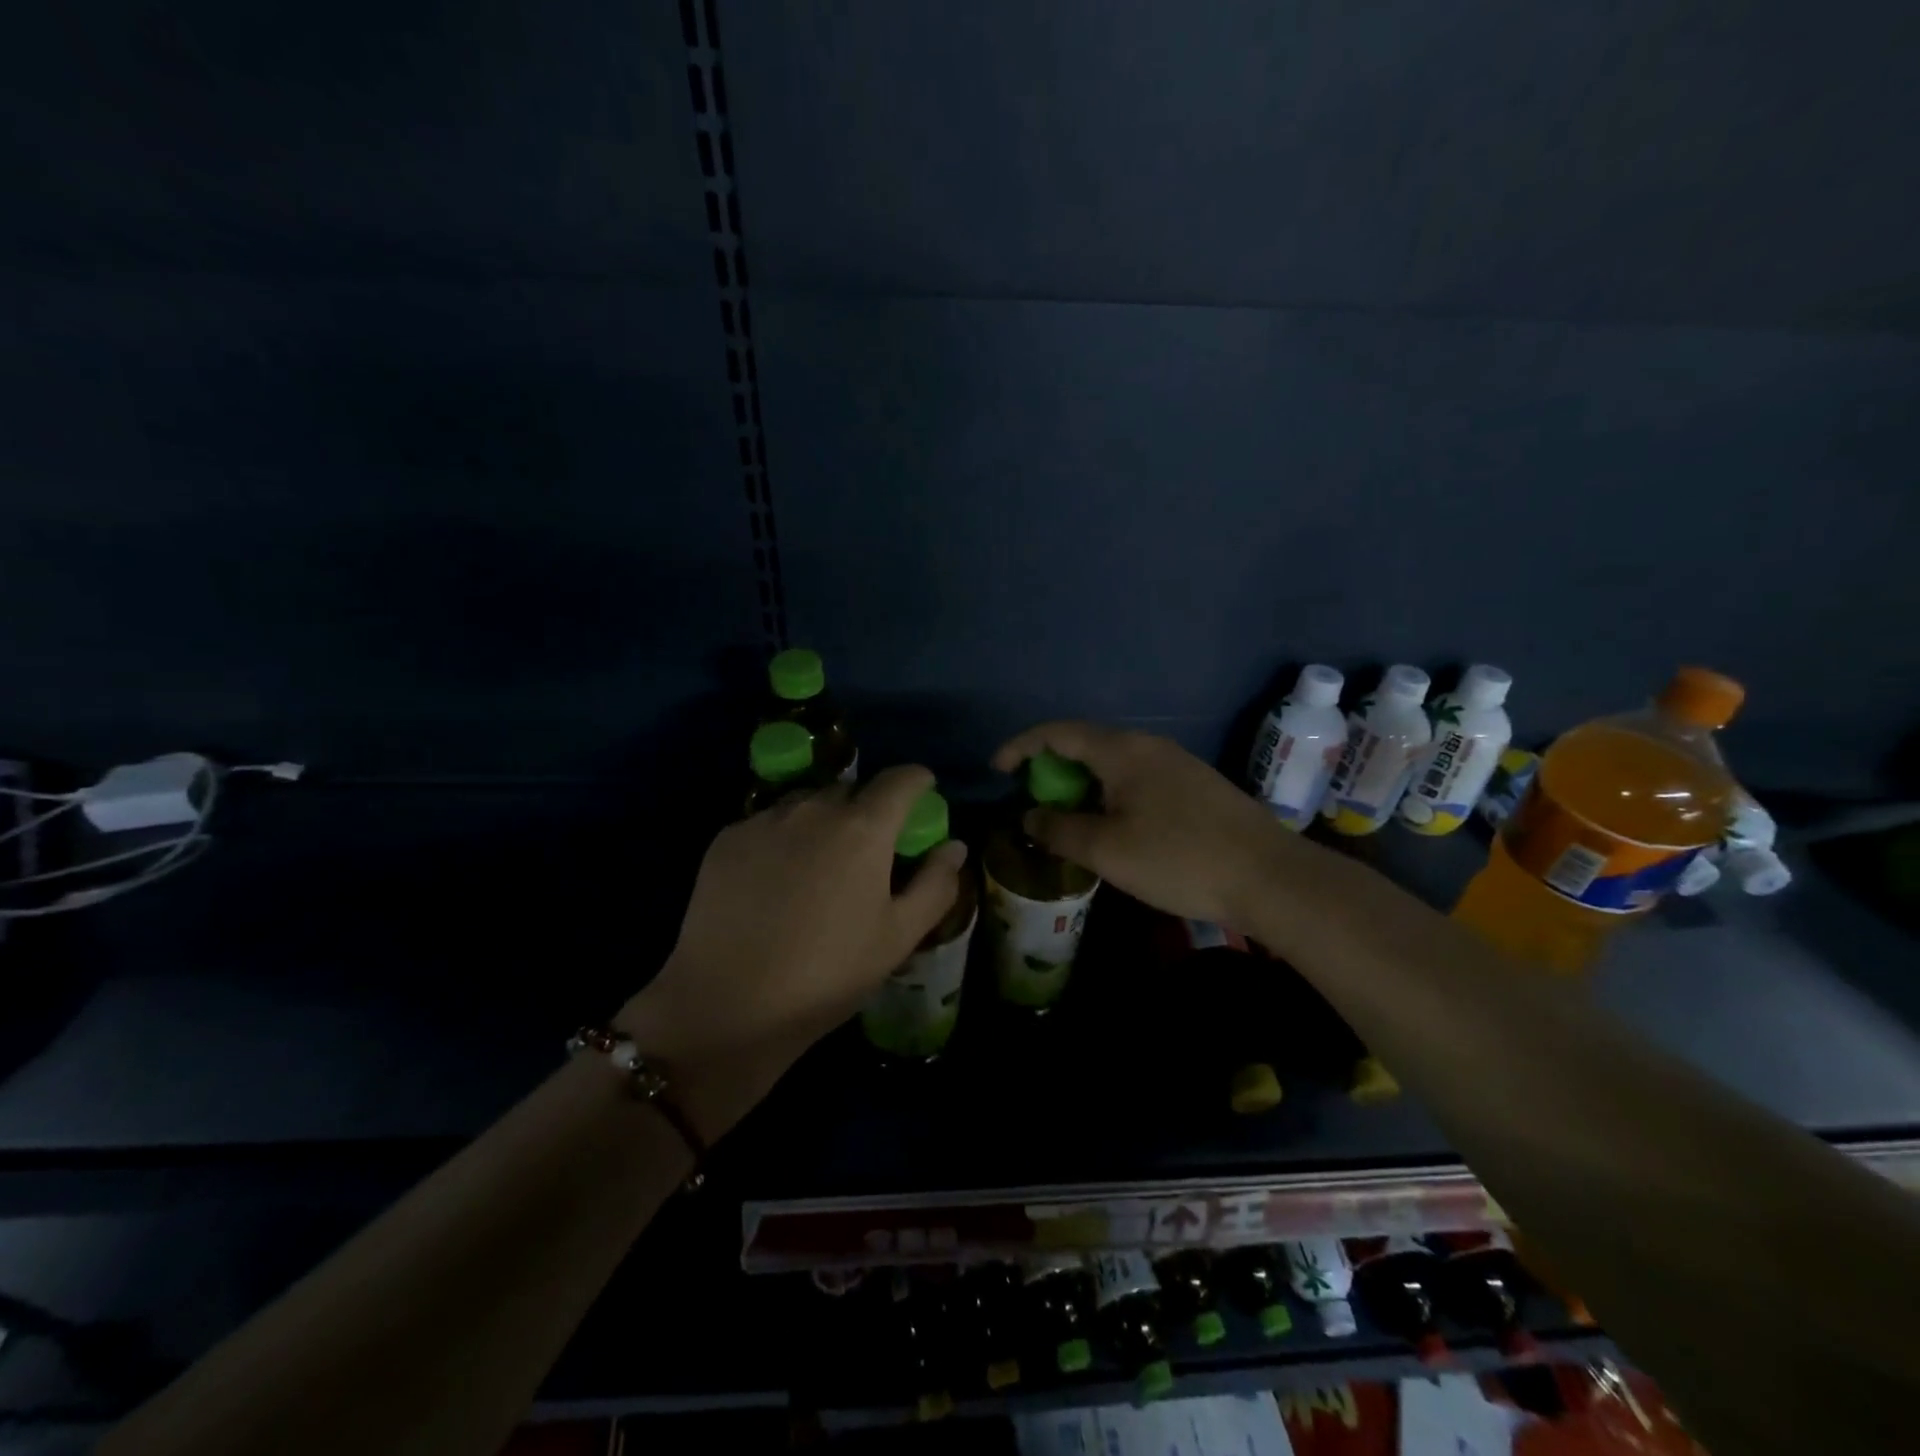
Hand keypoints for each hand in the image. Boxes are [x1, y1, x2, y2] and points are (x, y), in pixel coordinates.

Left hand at [618, 766, 967, 1138]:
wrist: (726, 1005)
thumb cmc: (827, 974)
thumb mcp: (897, 937)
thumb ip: (935, 885)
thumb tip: (954, 845)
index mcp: (863, 828)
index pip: (901, 779)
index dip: (918, 782)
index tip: (923, 796)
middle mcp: (813, 808)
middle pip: (852, 789)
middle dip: (868, 808)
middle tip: (868, 849)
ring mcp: (764, 820)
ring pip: (807, 803)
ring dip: (823, 821)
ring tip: (818, 866)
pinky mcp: (726, 839)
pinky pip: (768, 823)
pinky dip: (783, 838)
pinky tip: (775, 882)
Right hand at [992, 721, 1297, 930]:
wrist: (1270, 877)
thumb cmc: (1179, 859)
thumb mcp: (1107, 850)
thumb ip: (1059, 829)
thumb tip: (1030, 816)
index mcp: (1122, 751)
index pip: (1057, 733)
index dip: (1021, 746)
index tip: (997, 770)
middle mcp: (1148, 746)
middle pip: (1086, 743)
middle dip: (1051, 767)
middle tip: (1031, 798)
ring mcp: (1177, 764)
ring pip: (1113, 763)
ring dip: (1082, 783)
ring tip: (1067, 816)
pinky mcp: (1195, 786)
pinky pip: (1137, 778)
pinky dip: (1109, 793)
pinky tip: (1113, 826)